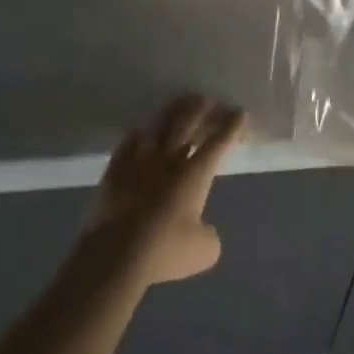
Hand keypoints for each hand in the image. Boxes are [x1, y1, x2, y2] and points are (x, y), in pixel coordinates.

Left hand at [86, 95, 244, 285]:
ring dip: (171, 112)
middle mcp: (169, 159)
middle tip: (208, 99)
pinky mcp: (115, 171)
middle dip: (201, 109)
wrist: (115, 254)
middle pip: (187, 124)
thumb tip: (204, 231)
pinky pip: (127, 144)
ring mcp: (139, 162)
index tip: (239, 112)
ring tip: (179, 102)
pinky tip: (140, 130)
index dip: (231, 126)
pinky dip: (137, 135)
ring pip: (158, 127)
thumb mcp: (203, 251)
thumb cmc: (165, 250)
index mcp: (195, 174)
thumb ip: (209, 236)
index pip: (218, 142)